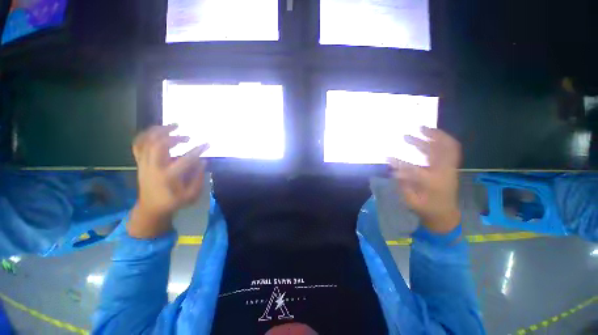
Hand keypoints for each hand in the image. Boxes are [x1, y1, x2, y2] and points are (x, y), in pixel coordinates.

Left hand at [128, 124, 208, 238]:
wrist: (150, 208)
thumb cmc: (173, 202)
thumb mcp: (191, 195)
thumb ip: (198, 178)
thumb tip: (203, 161)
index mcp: (168, 177)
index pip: (185, 160)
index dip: (198, 150)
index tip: (207, 144)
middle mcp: (153, 168)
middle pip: (159, 145)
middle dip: (174, 137)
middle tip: (188, 136)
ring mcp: (144, 164)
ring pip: (147, 141)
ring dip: (160, 131)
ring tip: (173, 126)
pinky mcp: (140, 162)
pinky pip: (138, 144)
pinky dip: (146, 134)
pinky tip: (156, 131)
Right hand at [388, 127, 461, 233]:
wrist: (445, 213)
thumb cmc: (426, 208)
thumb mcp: (411, 200)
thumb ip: (403, 185)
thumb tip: (394, 170)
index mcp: (432, 184)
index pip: (414, 170)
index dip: (399, 163)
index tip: (387, 157)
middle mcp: (444, 173)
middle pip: (438, 152)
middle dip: (422, 140)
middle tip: (407, 134)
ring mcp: (449, 168)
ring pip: (447, 147)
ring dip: (434, 136)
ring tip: (421, 128)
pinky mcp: (450, 166)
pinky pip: (451, 149)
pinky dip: (442, 140)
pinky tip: (431, 136)